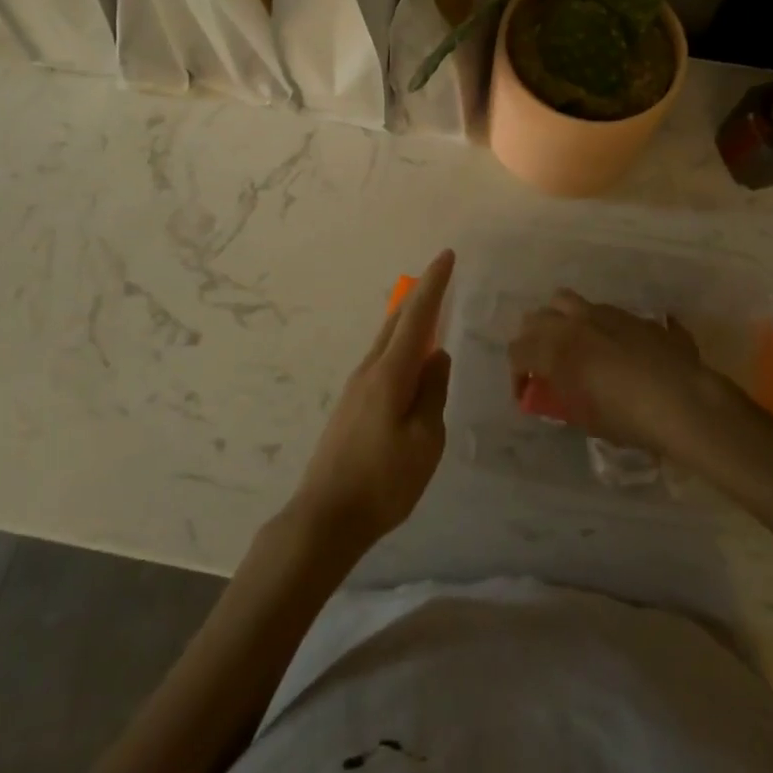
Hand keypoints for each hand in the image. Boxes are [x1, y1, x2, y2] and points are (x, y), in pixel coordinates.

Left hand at [289, 250, 454, 558]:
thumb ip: (433, 392)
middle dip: (421, 295)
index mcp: (390, 373)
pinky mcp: (351, 404)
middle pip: (397, 321)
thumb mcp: (425, 440)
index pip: (417, 316)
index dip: (434, 284)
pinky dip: (400, 346)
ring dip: (409, 321)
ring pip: (387, 340)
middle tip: (441, 275)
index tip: (447, 255)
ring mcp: (356, 386)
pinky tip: (410, 362)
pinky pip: (382, 361)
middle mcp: (369, 370)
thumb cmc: (384, 481)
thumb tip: (436, 356)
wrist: (326, 516)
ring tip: (431, 313)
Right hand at [507, 290, 728, 453]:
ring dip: (558, 320)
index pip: (517, 352)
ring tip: (570, 343)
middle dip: (532, 341)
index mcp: (555, 350)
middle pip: (534, 319)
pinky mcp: (630, 314)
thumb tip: (556, 391)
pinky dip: (592, 323)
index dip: (517, 375)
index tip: (526, 394)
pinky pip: (598, 310)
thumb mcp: (585, 418)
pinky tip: (609, 346)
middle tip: (543, 366)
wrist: (683, 401)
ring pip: (563, 301)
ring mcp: (602, 313)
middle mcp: (573, 323)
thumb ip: (562, 399)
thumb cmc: (628, 418)